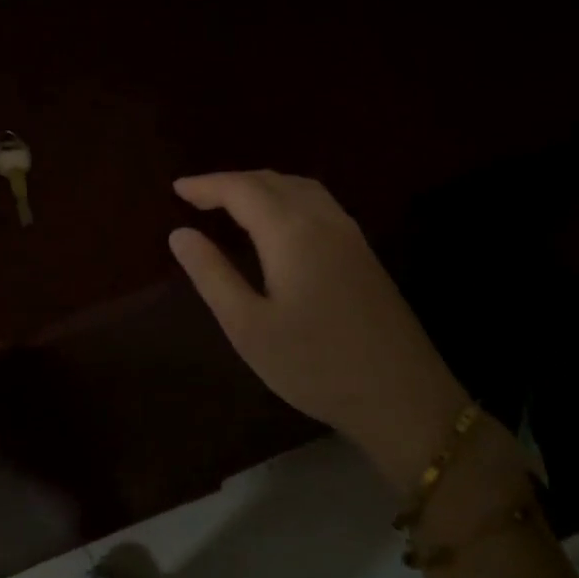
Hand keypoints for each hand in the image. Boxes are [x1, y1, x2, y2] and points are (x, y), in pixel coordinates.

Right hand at [168, 172, 469, 487]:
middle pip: (274, 181)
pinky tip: (279, 223)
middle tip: (196, 196)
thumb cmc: (314, 365)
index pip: (242, 190)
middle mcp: (324, 221)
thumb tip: (179, 234)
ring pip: (301, 188)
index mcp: (292, 233)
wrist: (402, 396)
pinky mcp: (364, 254)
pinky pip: (319, 204)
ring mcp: (351, 236)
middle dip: (232, 182)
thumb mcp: (248, 327)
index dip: (207, 185)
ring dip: (262, 186)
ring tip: (232, 203)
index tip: (176, 189)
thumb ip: (212, 275)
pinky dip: (287, 198)